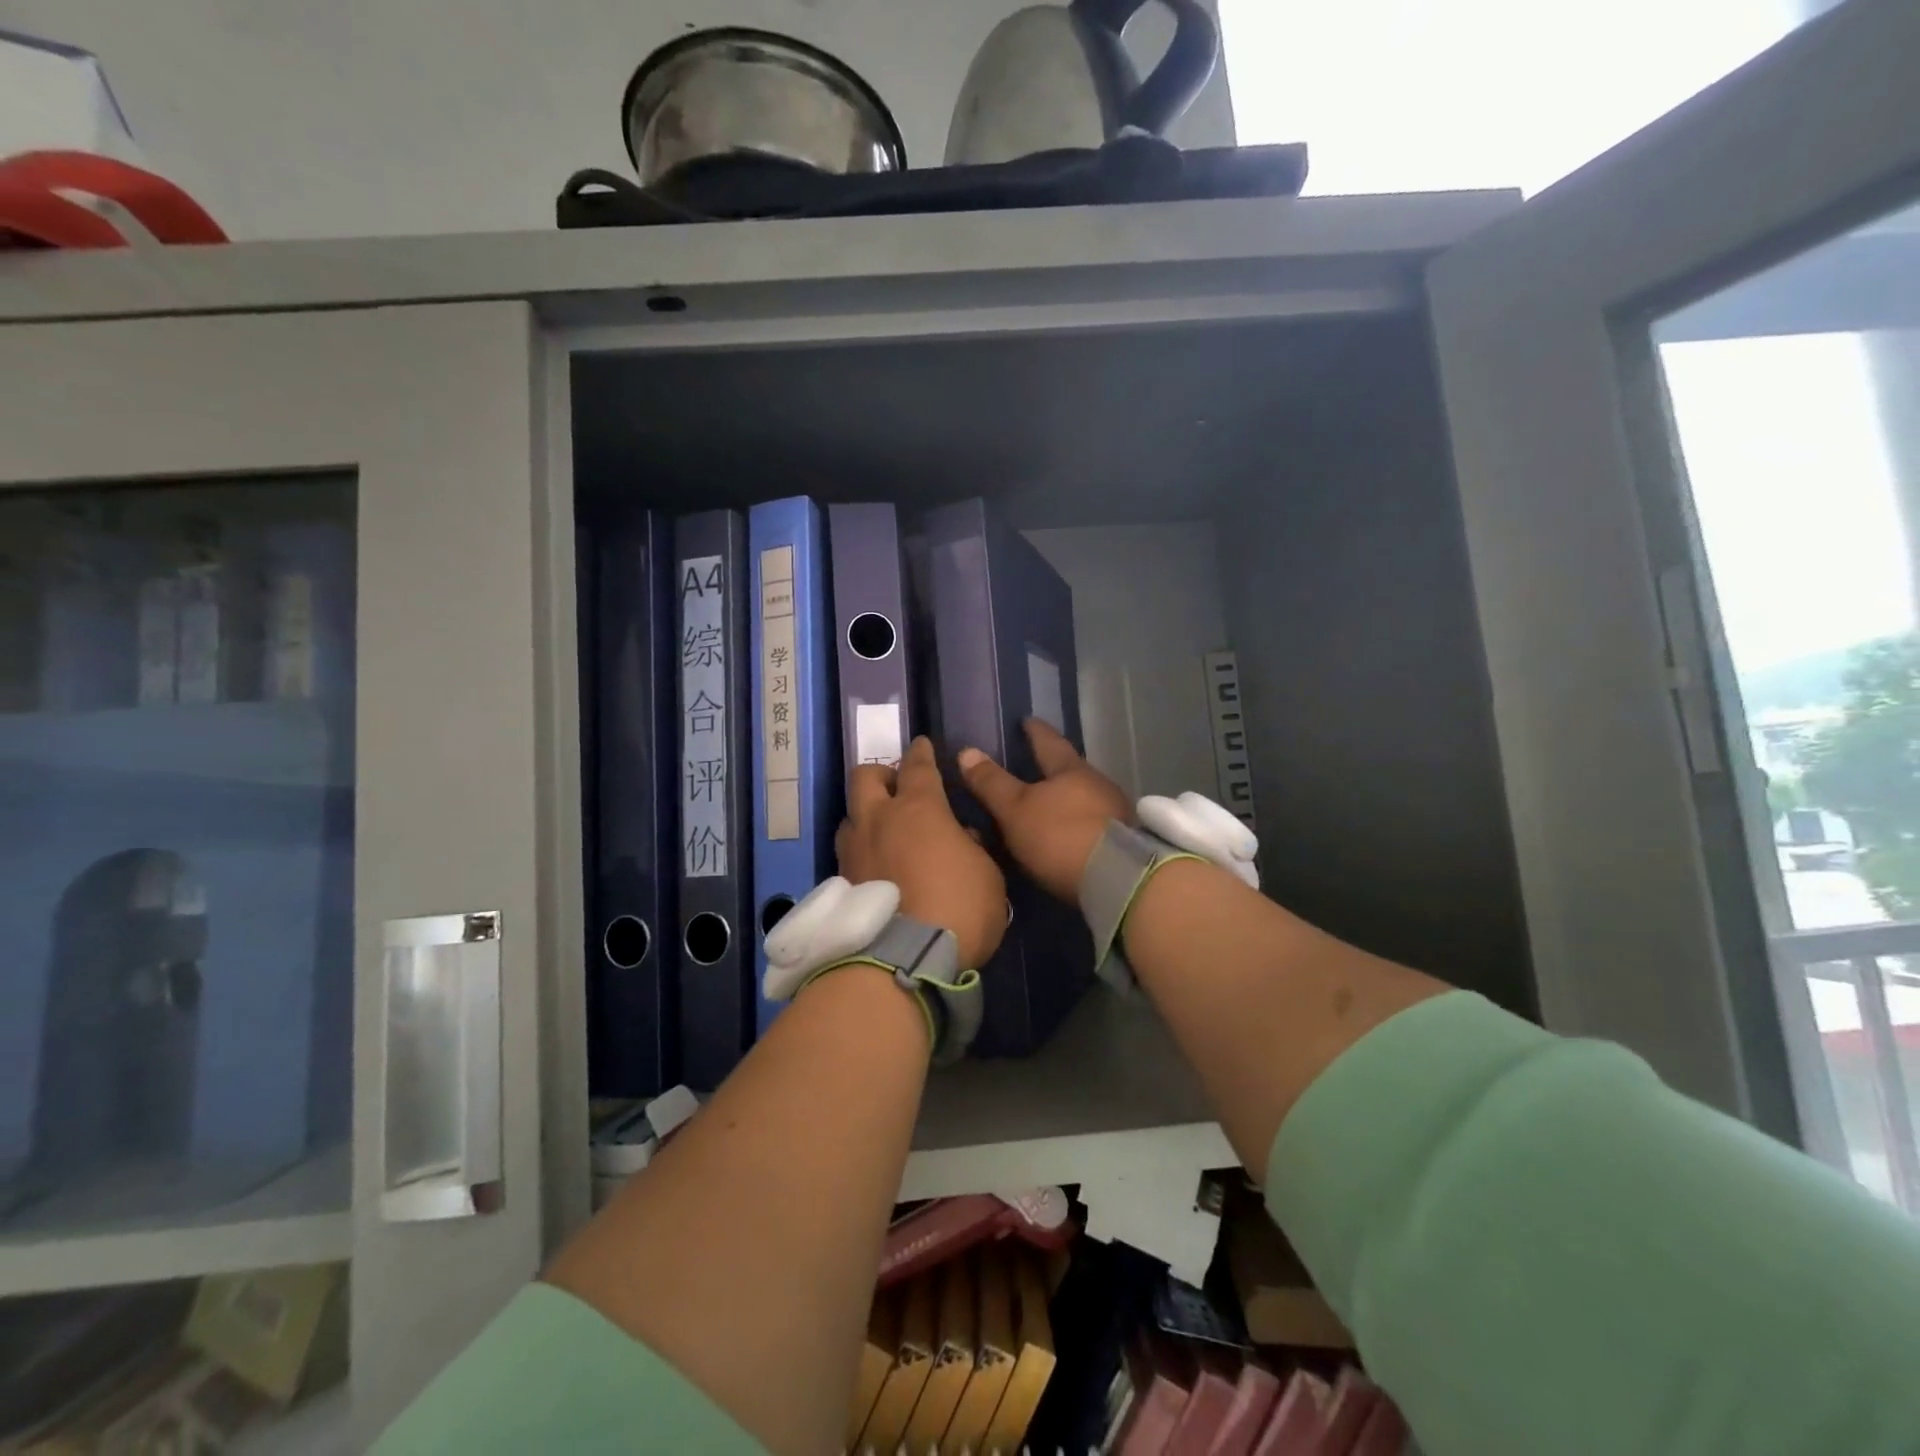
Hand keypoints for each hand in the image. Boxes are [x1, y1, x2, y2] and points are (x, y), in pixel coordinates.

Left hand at [836, 737, 1007, 969]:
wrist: (905, 960)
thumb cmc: (959, 907)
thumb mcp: (987, 873)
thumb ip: (972, 845)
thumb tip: (959, 835)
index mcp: (919, 807)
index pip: (917, 766)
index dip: (921, 752)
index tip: (922, 745)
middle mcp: (879, 819)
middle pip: (865, 776)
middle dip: (881, 774)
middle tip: (897, 787)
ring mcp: (854, 850)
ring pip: (850, 814)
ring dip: (866, 814)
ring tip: (883, 830)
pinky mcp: (841, 882)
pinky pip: (848, 851)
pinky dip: (861, 849)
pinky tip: (875, 865)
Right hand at [958, 718, 1131, 901]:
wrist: (1120, 880)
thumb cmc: (1061, 835)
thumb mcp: (1016, 809)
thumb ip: (992, 783)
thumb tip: (967, 751)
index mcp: (1071, 770)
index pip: (1049, 741)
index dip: (1035, 731)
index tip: (1026, 720)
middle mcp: (1098, 784)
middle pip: (1071, 769)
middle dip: (1053, 767)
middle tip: (1033, 765)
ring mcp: (1115, 813)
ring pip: (1085, 797)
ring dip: (1067, 799)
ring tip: (1048, 804)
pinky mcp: (1125, 842)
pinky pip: (1094, 823)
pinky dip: (1077, 824)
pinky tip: (1068, 834)